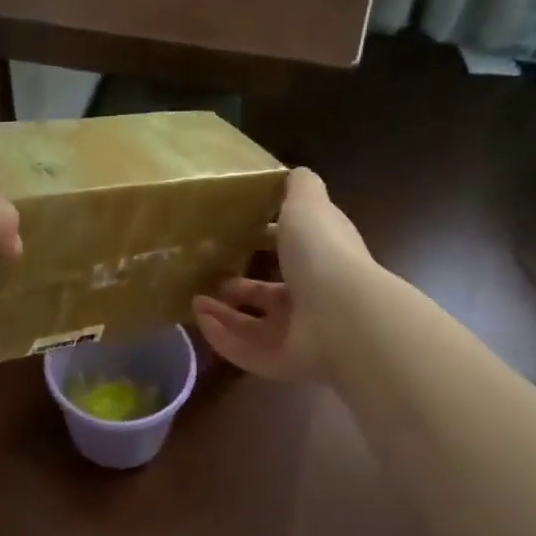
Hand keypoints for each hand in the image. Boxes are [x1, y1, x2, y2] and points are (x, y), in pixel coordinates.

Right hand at [192, 167, 371, 381]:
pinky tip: (199, 320)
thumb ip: (300, 188)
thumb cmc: (322, 254)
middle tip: (209, 276)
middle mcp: (311, 299)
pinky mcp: (281, 363)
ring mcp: (298, 335)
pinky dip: (221, 337)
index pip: (293, 252)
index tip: (238, 236)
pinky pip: (244, 351)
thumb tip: (293, 172)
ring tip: (194, 300)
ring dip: (222, 314)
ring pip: (253, 326)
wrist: (341, 316)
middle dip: (239, 288)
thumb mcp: (307, 205)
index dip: (268, 244)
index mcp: (320, 261)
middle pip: (270, 297)